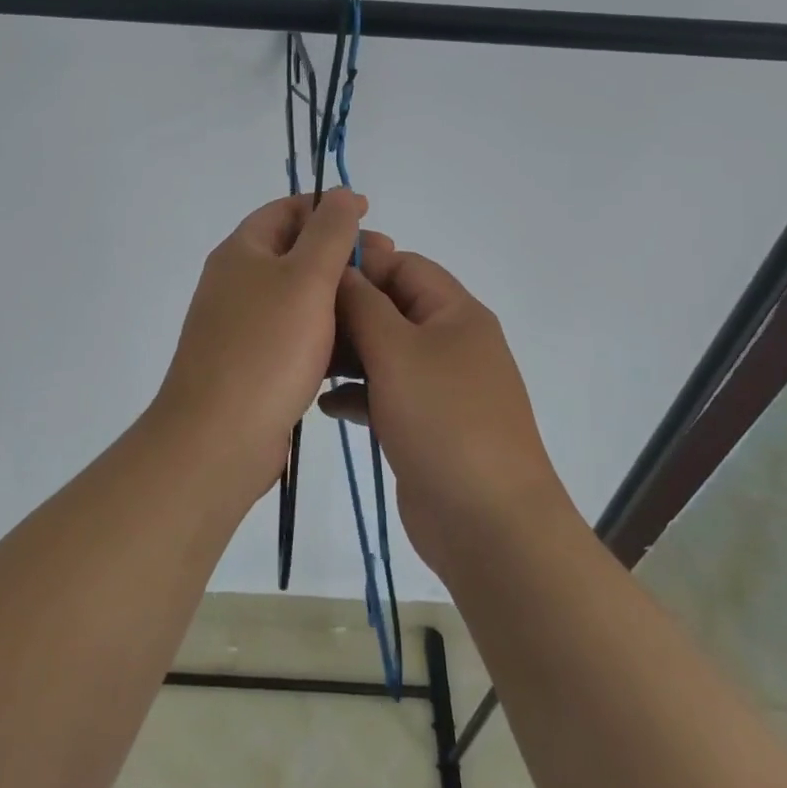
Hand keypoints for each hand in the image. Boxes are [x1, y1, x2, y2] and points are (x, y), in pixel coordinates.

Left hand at [153, 190, 376, 493]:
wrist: (219, 438)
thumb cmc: (266, 348)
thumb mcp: (305, 279)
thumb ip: (329, 232)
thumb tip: (342, 192)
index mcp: (242, 252)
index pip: (286, 210)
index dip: (328, 206)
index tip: (370, 215)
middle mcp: (237, 282)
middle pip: (294, 252)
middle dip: (340, 253)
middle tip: (385, 263)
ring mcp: (243, 325)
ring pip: (298, 297)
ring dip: (337, 295)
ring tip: (379, 306)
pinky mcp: (254, 363)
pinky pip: (295, 335)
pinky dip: (324, 333)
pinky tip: (357, 347)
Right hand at [320, 245, 563, 577]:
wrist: (488, 523)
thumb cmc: (443, 420)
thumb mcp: (396, 350)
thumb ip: (363, 304)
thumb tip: (341, 270)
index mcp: (455, 313)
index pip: (404, 266)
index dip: (360, 264)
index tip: (310, 274)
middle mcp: (450, 343)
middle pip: (390, 309)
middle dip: (346, 313)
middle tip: (297, 324)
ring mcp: (439, 387)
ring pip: (383, 353)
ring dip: (346, 355)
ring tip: (304, 363)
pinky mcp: (425, 425)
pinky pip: (384, 394)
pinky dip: (356, 394)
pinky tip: (325, 405)